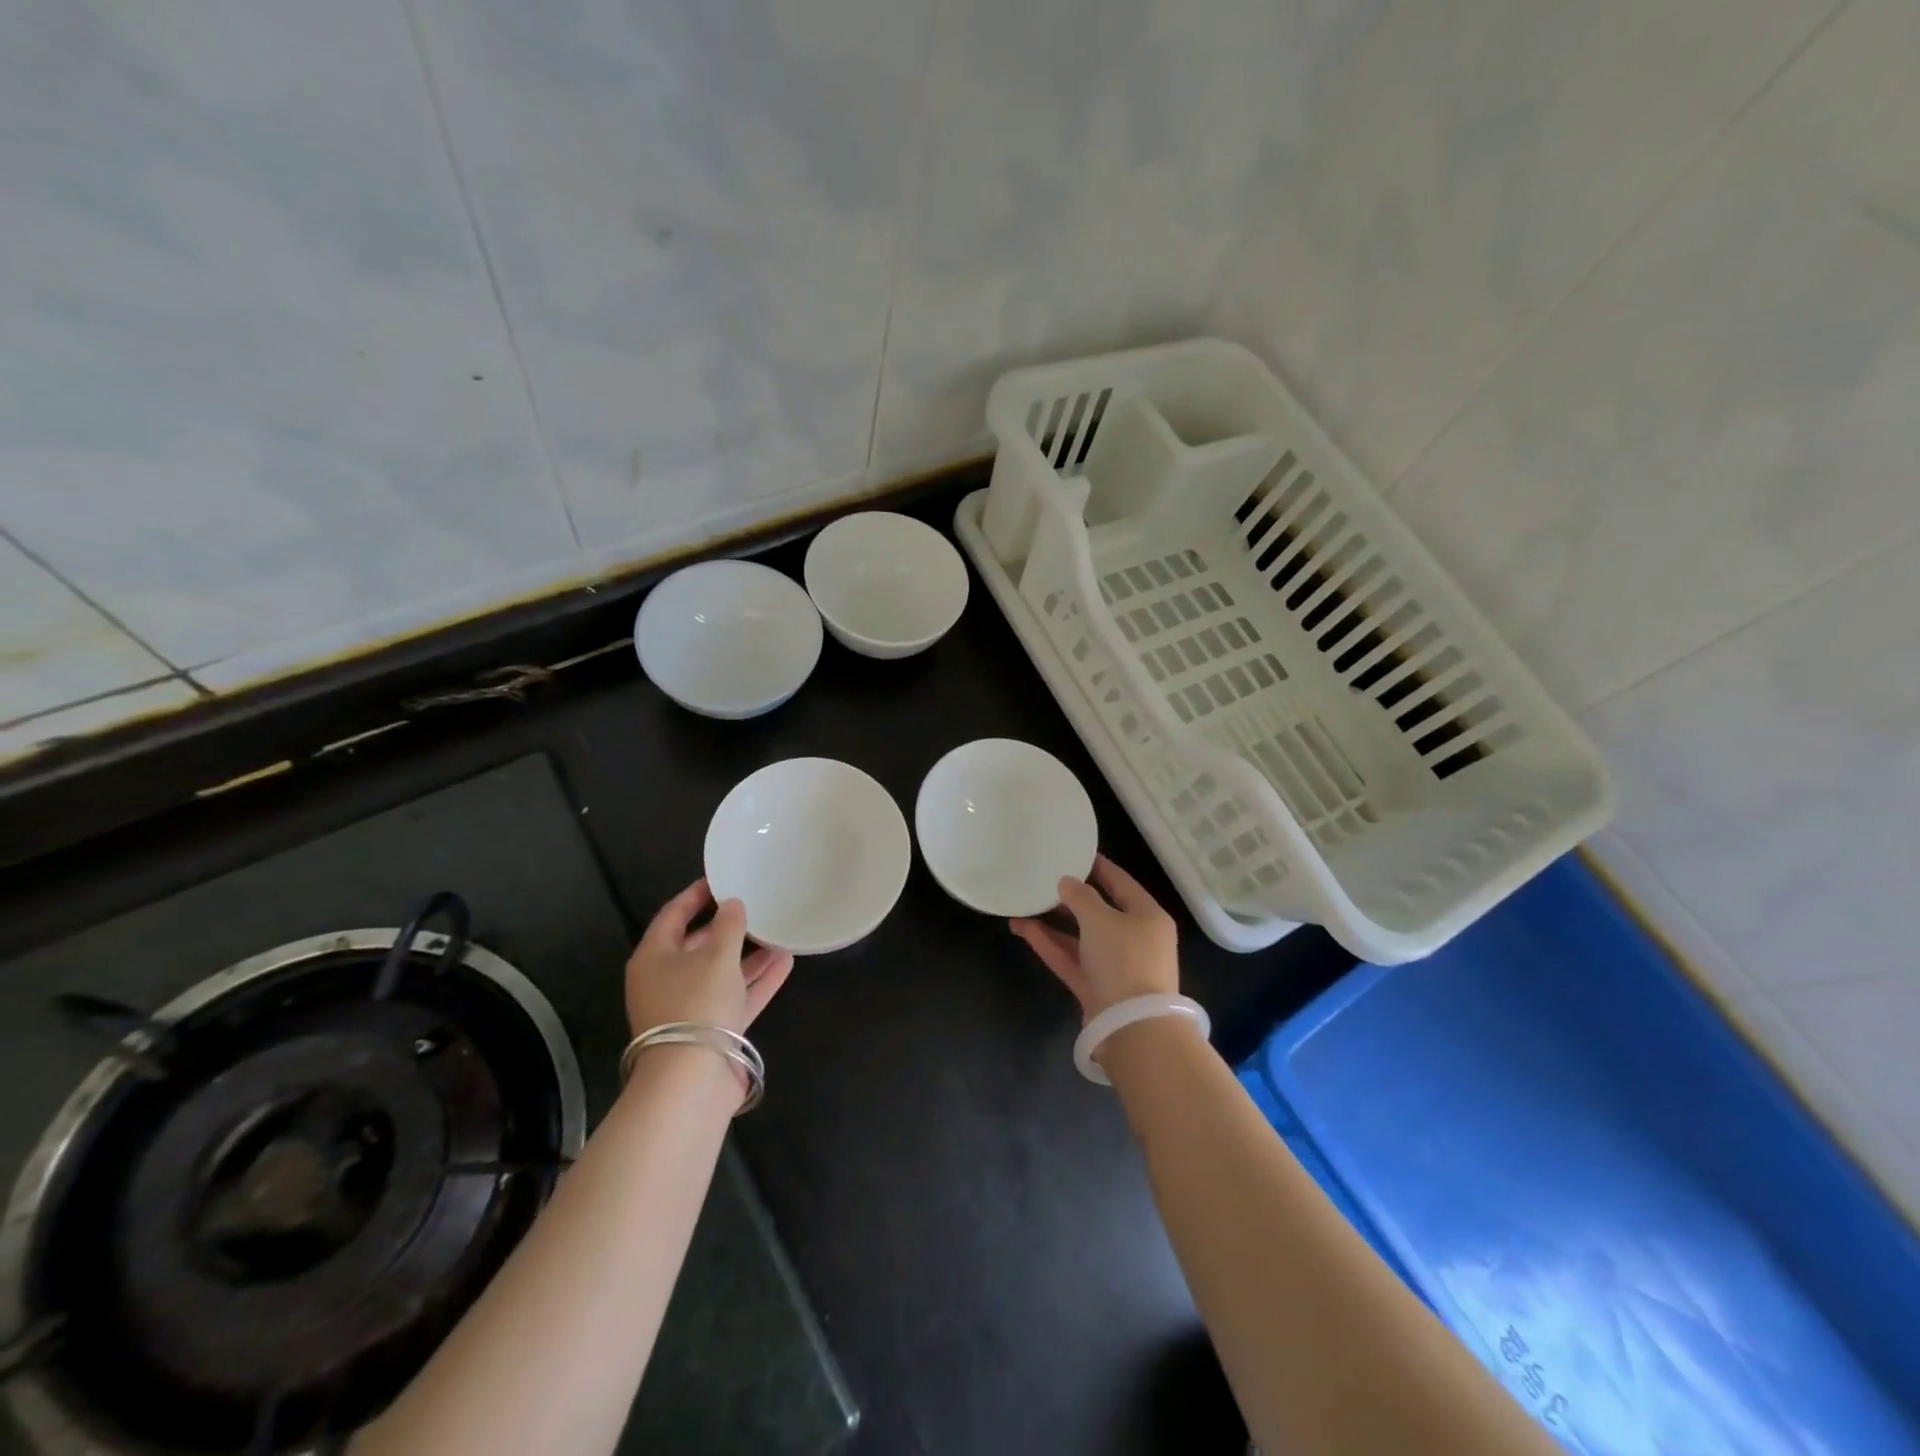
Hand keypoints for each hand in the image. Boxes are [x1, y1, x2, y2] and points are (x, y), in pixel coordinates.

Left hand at [626, 879, 793, 1036]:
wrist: (692, 1080)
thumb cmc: (697, 1003)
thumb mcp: (716, 956)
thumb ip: (729, 925)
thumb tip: (732, 904)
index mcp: (654, 957)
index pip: (673, 915)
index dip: (696, 895)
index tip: (721, 878)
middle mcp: (667, 980)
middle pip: (698, 944)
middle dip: (727, 927)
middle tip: (755, 904)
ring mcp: (690, 1007)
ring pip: (721, 972)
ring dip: (749, 954)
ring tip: (778, 932)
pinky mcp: (712, 1029)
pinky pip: (736, 996)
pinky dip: (757, 981)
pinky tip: (785, 962)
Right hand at [1010, 855, 1178, 1020]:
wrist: (1133, 1027)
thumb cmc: (1125, 960)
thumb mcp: (1101, 919)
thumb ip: (1080, 897)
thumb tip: (1067, 882)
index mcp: (1147, 916)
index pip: (1122, 883)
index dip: (1099, 867)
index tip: (1075, 852)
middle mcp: (1134, 938)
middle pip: (1099, 911)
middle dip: (1070, 897)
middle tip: (1044, 878)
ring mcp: (1113, 965)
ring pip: (1080, 936)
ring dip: (1053, 922)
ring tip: (1023, 903)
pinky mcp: (1094, 987)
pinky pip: (1070, 958)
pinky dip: (1049, 944)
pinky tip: (1023, 928)